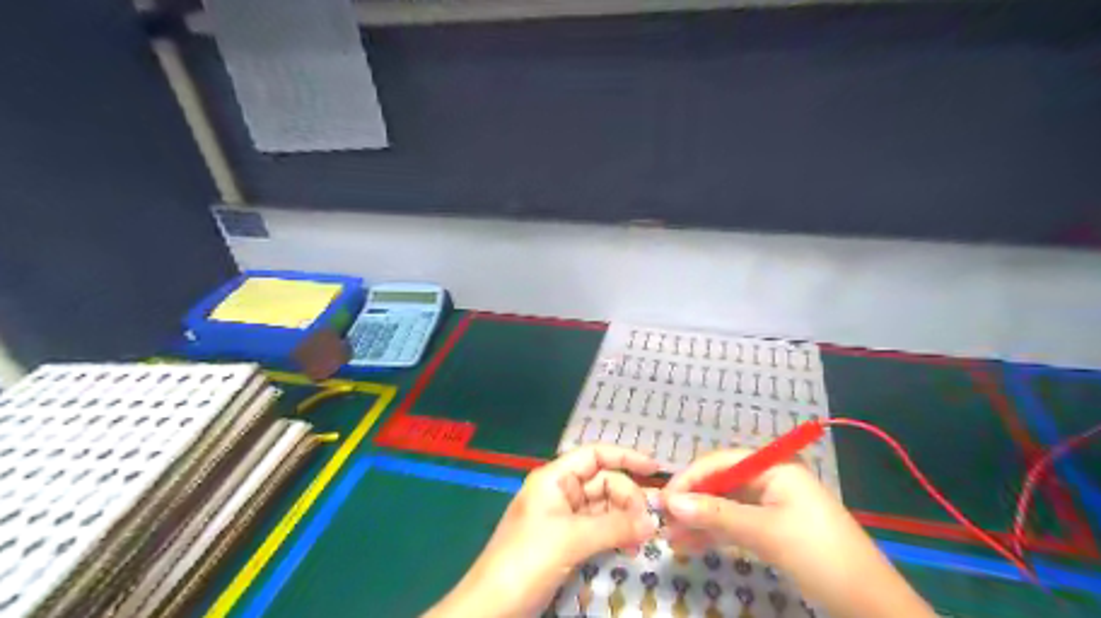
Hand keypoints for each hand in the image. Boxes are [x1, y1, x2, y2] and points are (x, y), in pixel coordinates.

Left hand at [425, 444, 657, 616]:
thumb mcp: (571, 539)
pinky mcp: (565, 544)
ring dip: (625, 519)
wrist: (491, 608)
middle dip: (629, 497)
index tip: (655, 469)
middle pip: (603, 482)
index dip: (625, 457)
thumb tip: (652, 522)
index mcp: (554, 479)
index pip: (594, 455)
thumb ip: (614, 527)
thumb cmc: (526, 560)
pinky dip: (615, 536)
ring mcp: (562, 519)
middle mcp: (560, 493)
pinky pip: (598, 531)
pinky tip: (629, 548)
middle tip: (649, 524)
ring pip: (603, 508)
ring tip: (643, 539)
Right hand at [658, 449, 931, 617]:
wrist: (870, 603)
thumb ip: (716, 514)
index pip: (720, 463)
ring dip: (699, 521)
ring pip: (725, 506)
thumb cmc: (819, 555)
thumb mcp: (765, 532)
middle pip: (720, 484)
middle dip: (691, 503)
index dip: (689, 479)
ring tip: (671, 540)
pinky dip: (714, 534)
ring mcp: (771, 504)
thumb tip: (670, 501)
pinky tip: (691, 545)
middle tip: (663, 523)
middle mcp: (769, 478)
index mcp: (773, 466)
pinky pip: (735, 524)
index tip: (663, 501)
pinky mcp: (772, 527)